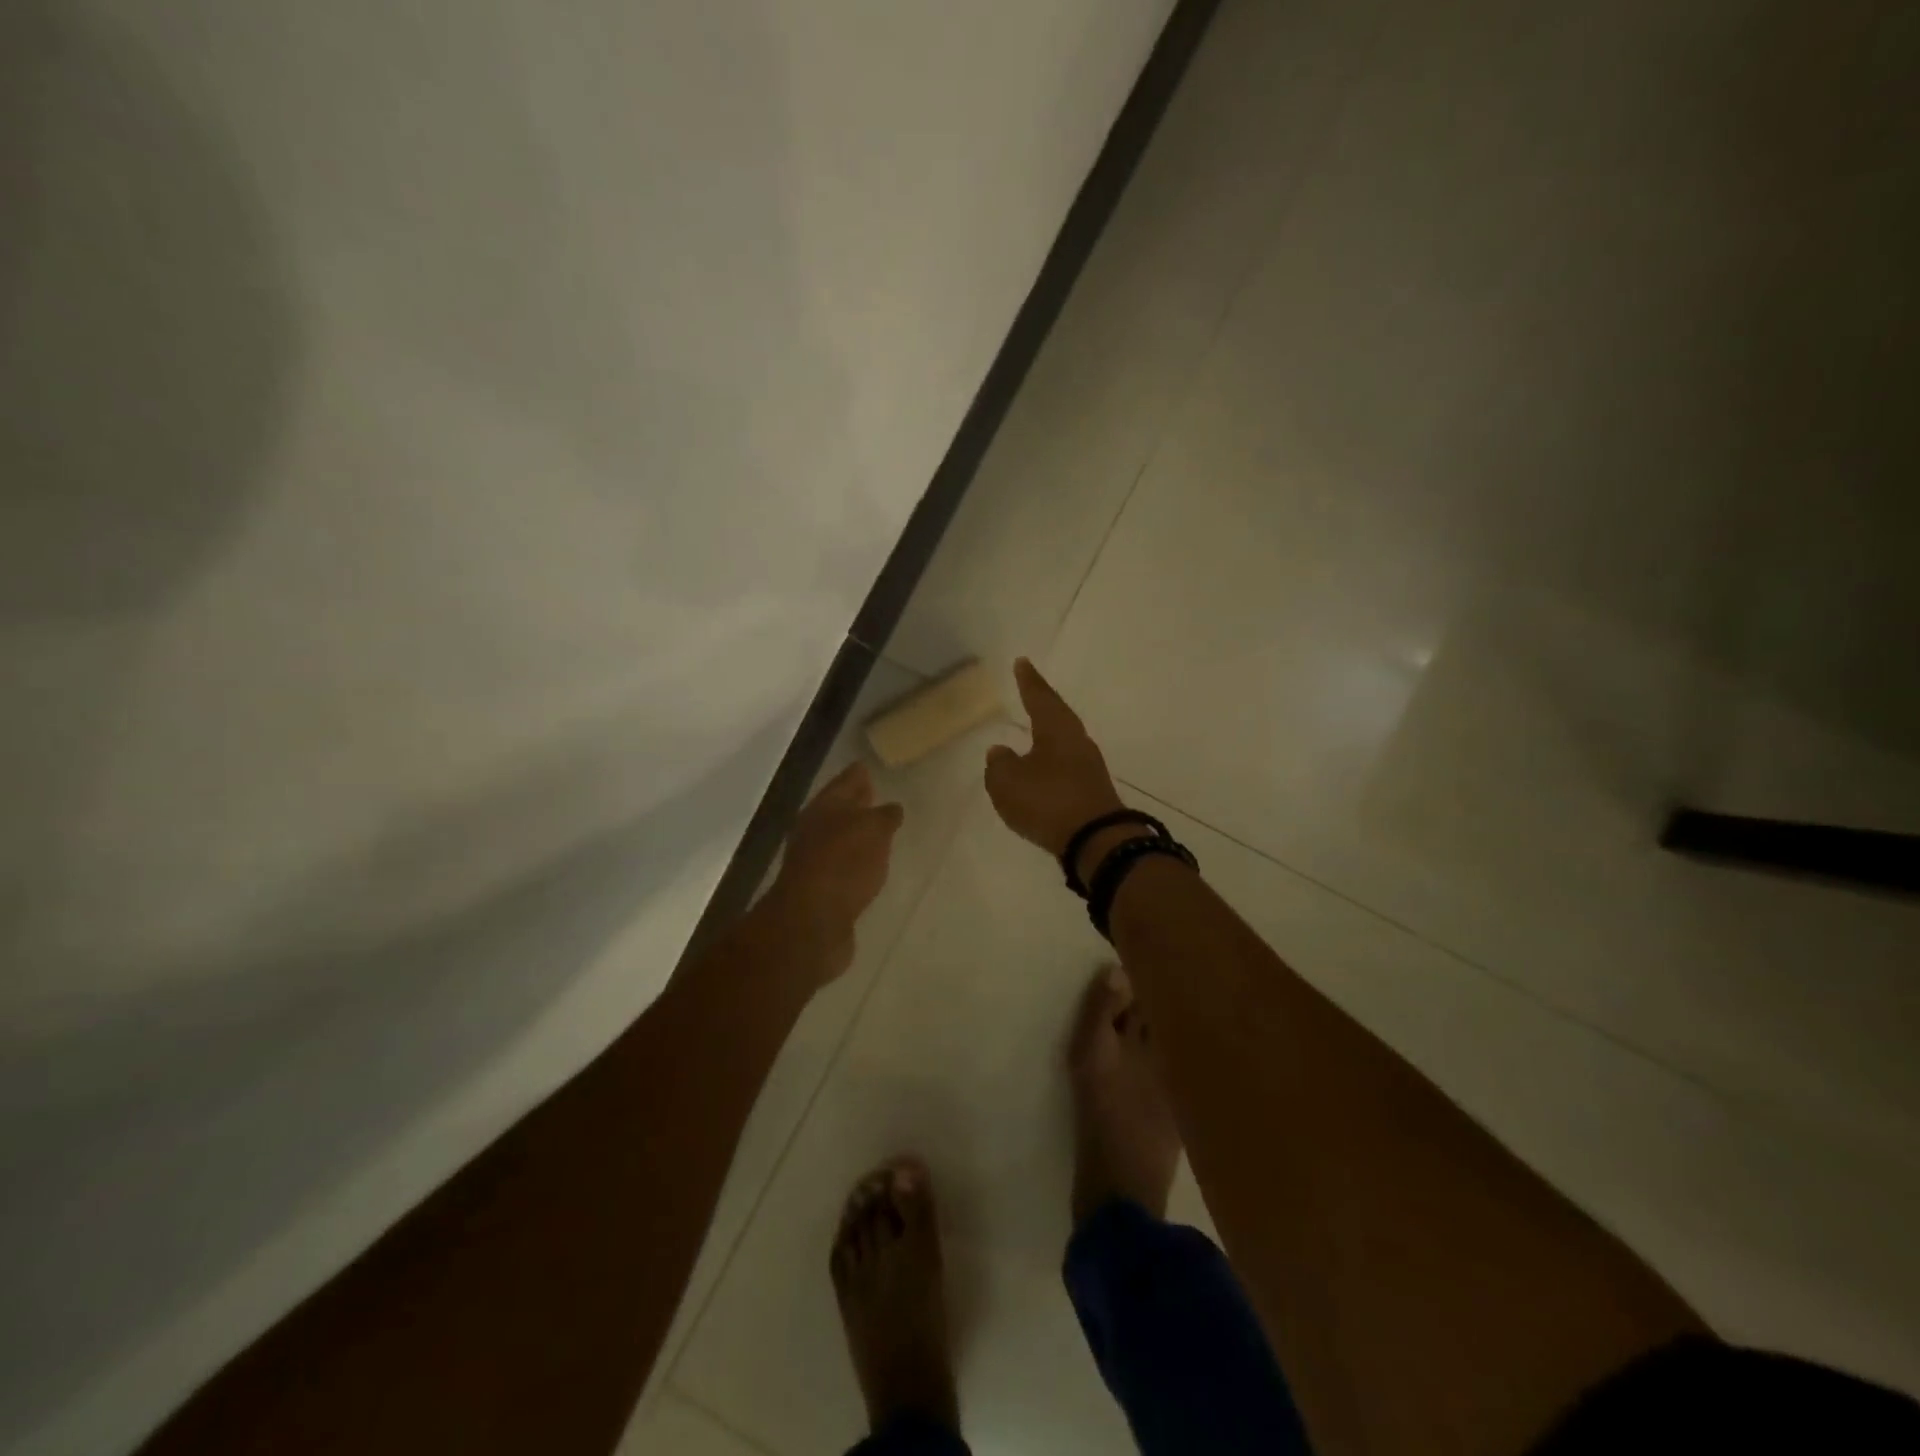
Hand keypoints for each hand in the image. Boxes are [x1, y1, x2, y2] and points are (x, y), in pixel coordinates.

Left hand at [770, 762, 904, 980]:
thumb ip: (885, 816)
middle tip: (879, 795)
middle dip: (857, 802)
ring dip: (857, 833)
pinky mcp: (821, 889)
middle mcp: (815, 829)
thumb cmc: (844, 864)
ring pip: (840, 837)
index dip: (859, 773)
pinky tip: (869, 866)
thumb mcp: (874, 831)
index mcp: (825, 807)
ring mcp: (814, 860)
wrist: (811, 922)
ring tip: (881, 831)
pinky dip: (855, 861)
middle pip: (839, 808)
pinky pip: (843, 866)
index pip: (846, 780)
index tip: (870, 766)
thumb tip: (891, 808)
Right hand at [984, 658, 1125, 863]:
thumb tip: (1001, 752)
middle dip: (1042, 704)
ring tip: (1032, 732)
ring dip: (1047, 736)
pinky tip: (1041, 772)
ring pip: (1063, 743)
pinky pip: (1065, 768)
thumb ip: (999, 764)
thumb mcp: (1008, 782)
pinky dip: (1051, 764)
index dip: (1029, 681)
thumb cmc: (1048, 801)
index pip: (1039, 697)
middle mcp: (1077, 742)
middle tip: (1030, 691)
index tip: (1022, 663)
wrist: (1096, 841)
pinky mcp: (1091, 792)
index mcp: (1057, 729)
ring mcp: (1088, 768)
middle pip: (1057, 716)